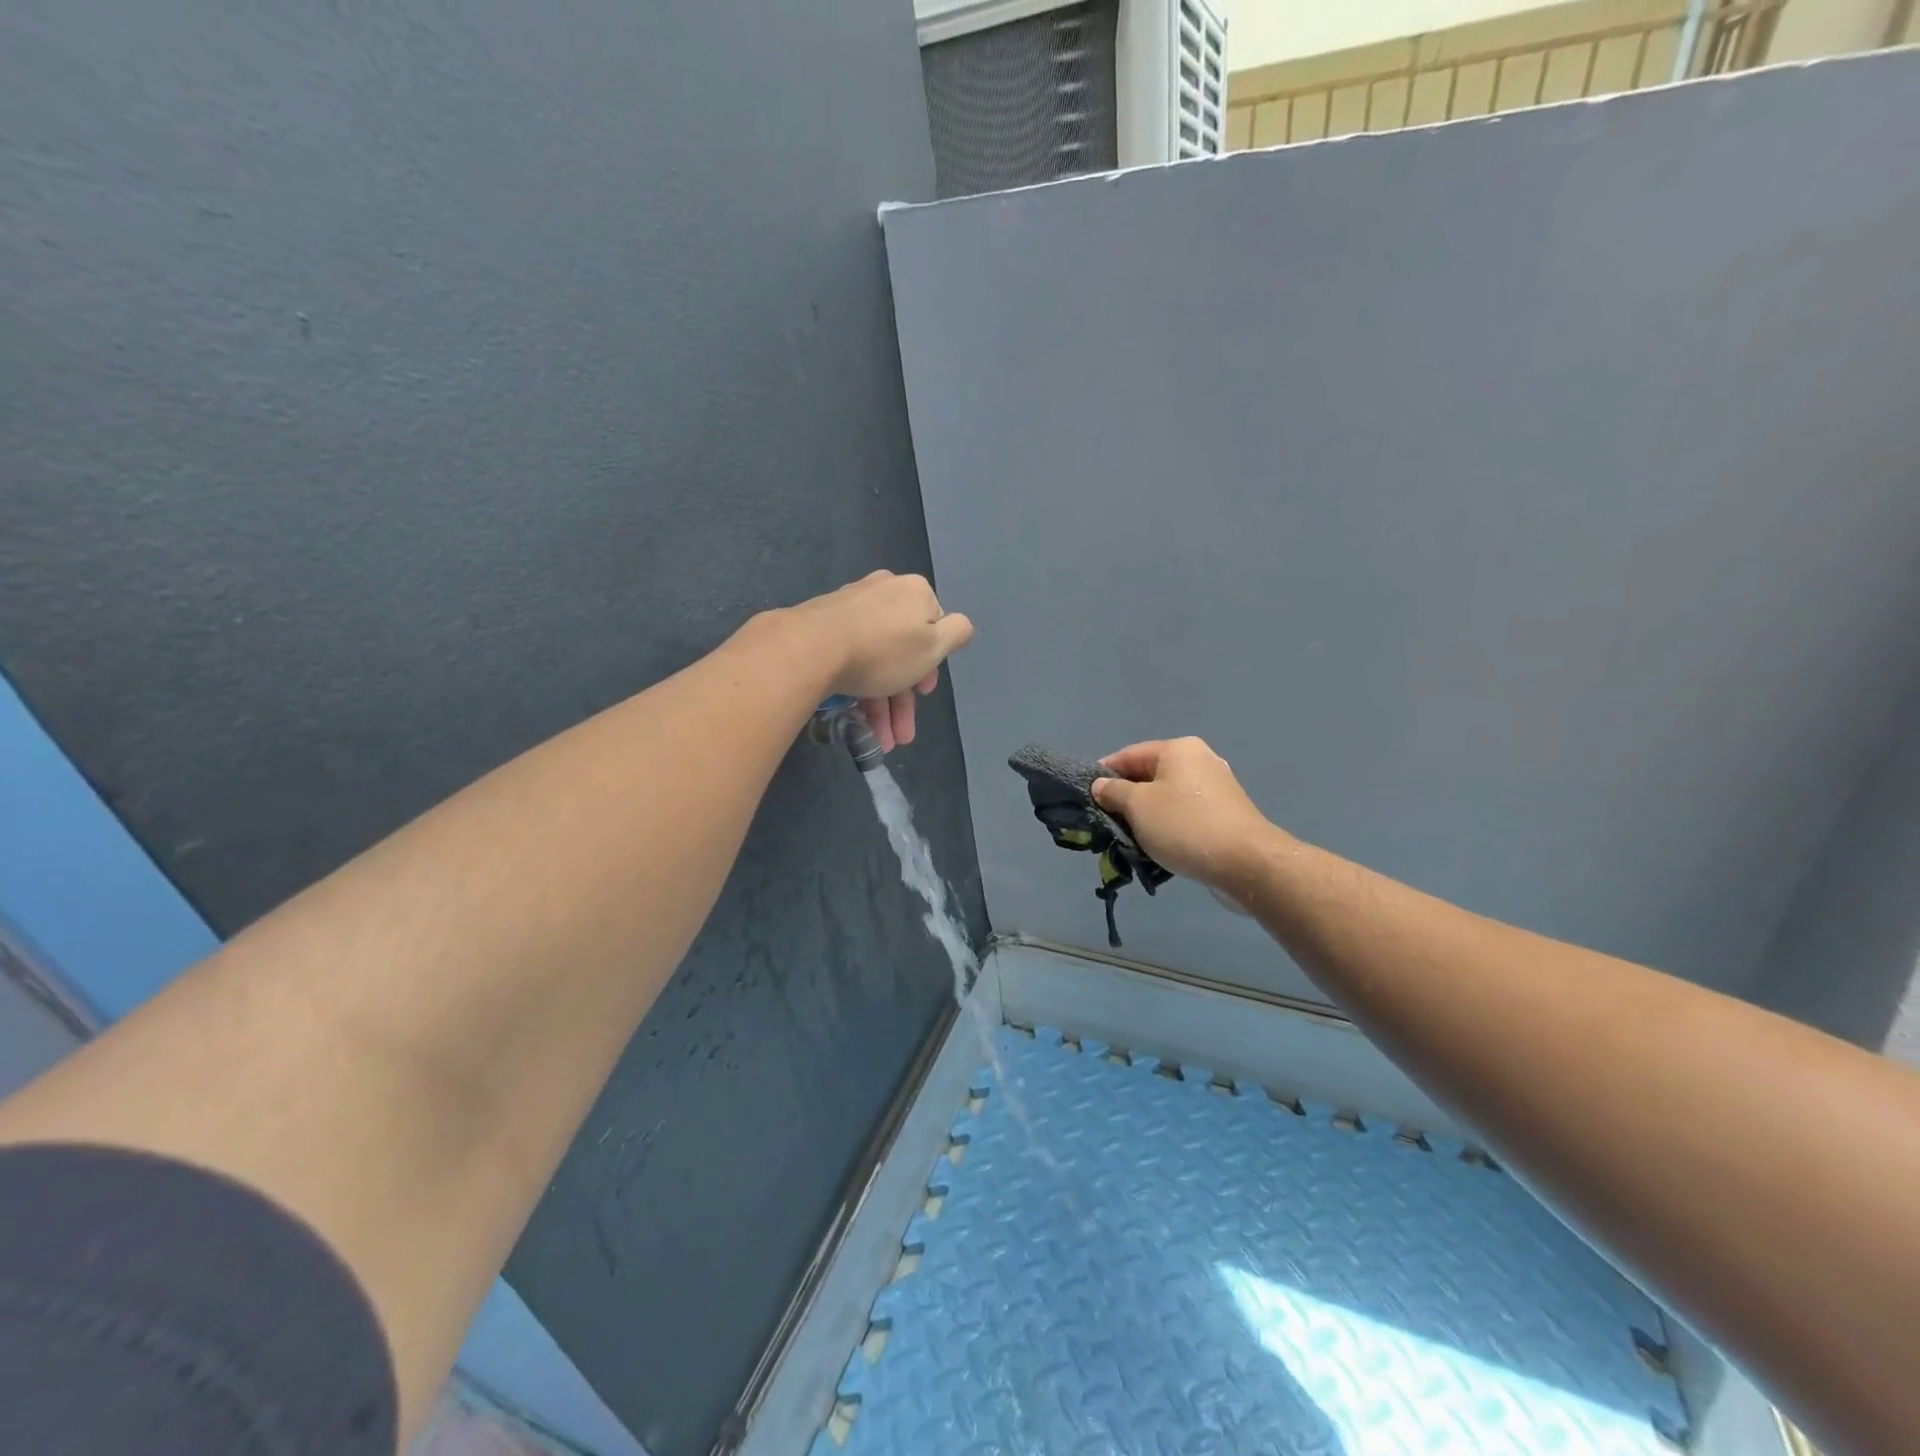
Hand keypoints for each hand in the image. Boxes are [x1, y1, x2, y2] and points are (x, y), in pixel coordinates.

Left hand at [792, 571, 973, 750]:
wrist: (810, 649)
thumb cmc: (884, 650)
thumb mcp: (934, 646)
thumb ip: (957, 633)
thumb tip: (961, 625)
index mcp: (913, 592)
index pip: (934, 627)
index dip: (932, 664)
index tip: (924, 693)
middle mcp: (883, 592)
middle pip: (903, 651)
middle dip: (904, 699)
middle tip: (902, 733)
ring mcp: (850, 608)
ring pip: (877, 661)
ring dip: (883, 707)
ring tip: (881, 743)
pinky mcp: (822, 626)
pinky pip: (851, 660)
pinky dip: (860, 691)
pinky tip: (858, 724)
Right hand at [1091, 738, 1281, 892]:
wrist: (1247, 863)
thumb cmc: (1185, 826)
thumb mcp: (1138, 806)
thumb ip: (1113, 792)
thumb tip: (1101, 785)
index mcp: (1178, 749)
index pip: (1128, 755)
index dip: (1104, 774)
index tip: (1086, 797)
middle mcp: (1199, 760)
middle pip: (1148, 776)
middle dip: (1125, 800)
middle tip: (1106, 823)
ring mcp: (1216, 788)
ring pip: (1166, 798)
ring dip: (1146, 818)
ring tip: (1130, 841)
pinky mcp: (1225, 814)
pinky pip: (1185, 815)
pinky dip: (1168, 828)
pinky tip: (1159, 849)